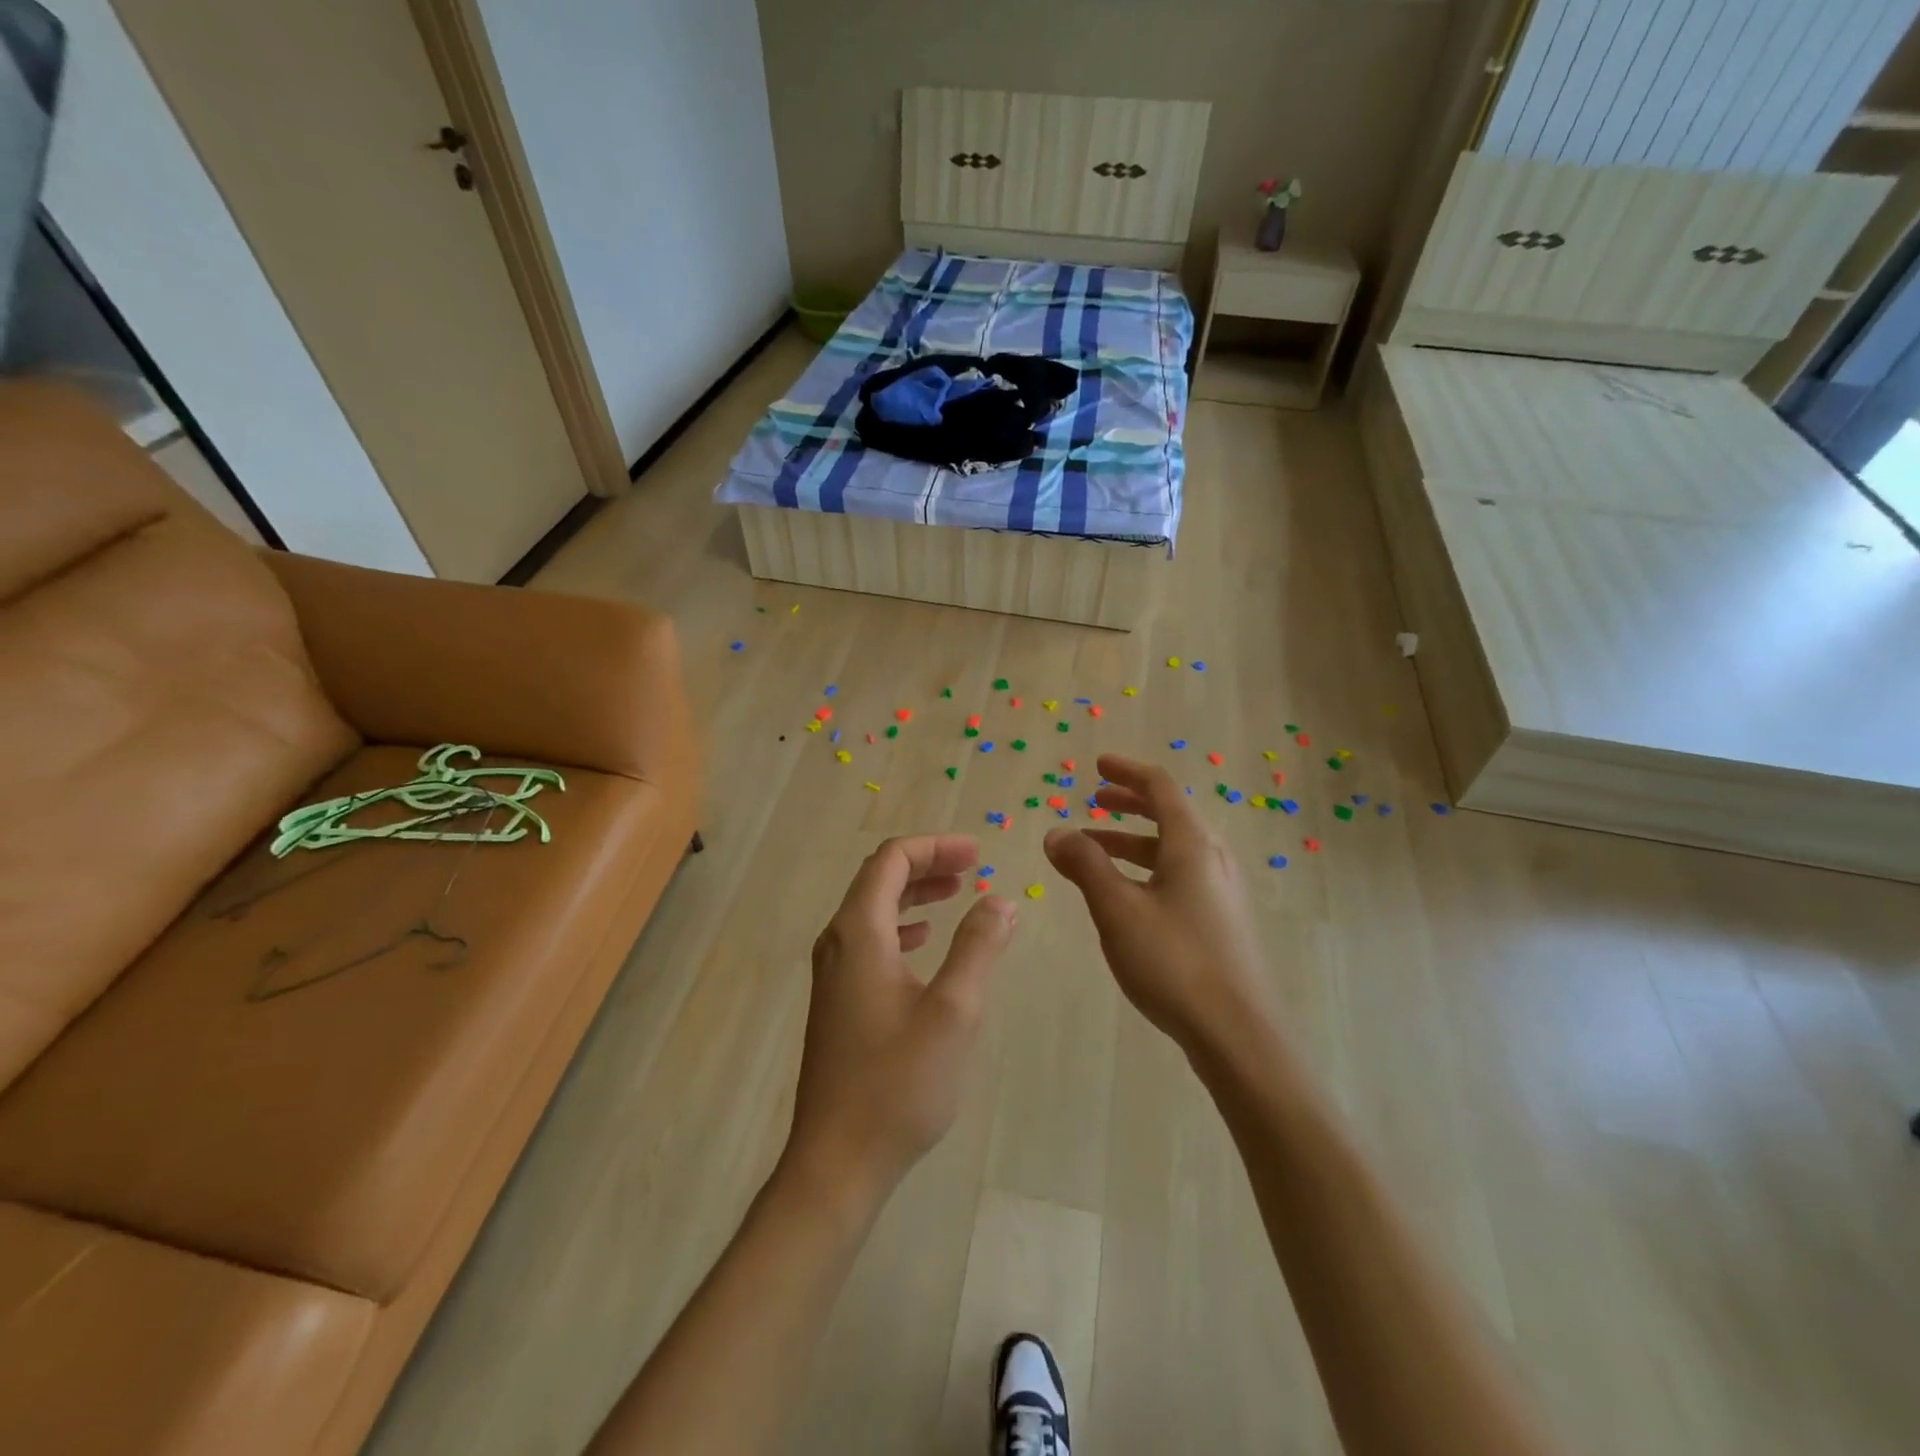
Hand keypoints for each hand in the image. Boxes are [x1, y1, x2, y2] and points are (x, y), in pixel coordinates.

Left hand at [786, 835, 1017, 1207]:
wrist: (837, 1161)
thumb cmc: (897, 1084)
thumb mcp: (953, 1011)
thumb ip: (978, 948)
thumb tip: (1000, 901)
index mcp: (858, 933)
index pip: (891, 860)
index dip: (935, 846)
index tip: (977, 853)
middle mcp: (838, 942)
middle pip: (879, 878)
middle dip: (927, 864)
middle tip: (973, 866)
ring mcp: (833, 973)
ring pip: (873, 909)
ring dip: (915, 893)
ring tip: (957, 894)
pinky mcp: (838, 999)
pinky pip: (869, 940)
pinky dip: (901, 926)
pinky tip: (924, 941)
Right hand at [1044, 755, 1275, 1054]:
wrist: (1238, 1033)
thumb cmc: (1174, 961)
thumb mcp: (1117, 909)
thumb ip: (1085, 865)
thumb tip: (1056, 832)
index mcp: (1192, 844)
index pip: (1160, 787)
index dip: (1127, 772)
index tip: (1097, 766)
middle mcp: (1212, 858)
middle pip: (1170, 814)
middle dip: (1129, 803)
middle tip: (1094, 799)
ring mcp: (1221, 890)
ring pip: (1173, 849)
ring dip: (1133, 840)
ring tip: (1093, 851)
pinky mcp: (1222, 920)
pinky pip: (1179, 875)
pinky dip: (1147, 868)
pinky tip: (1125, 895)